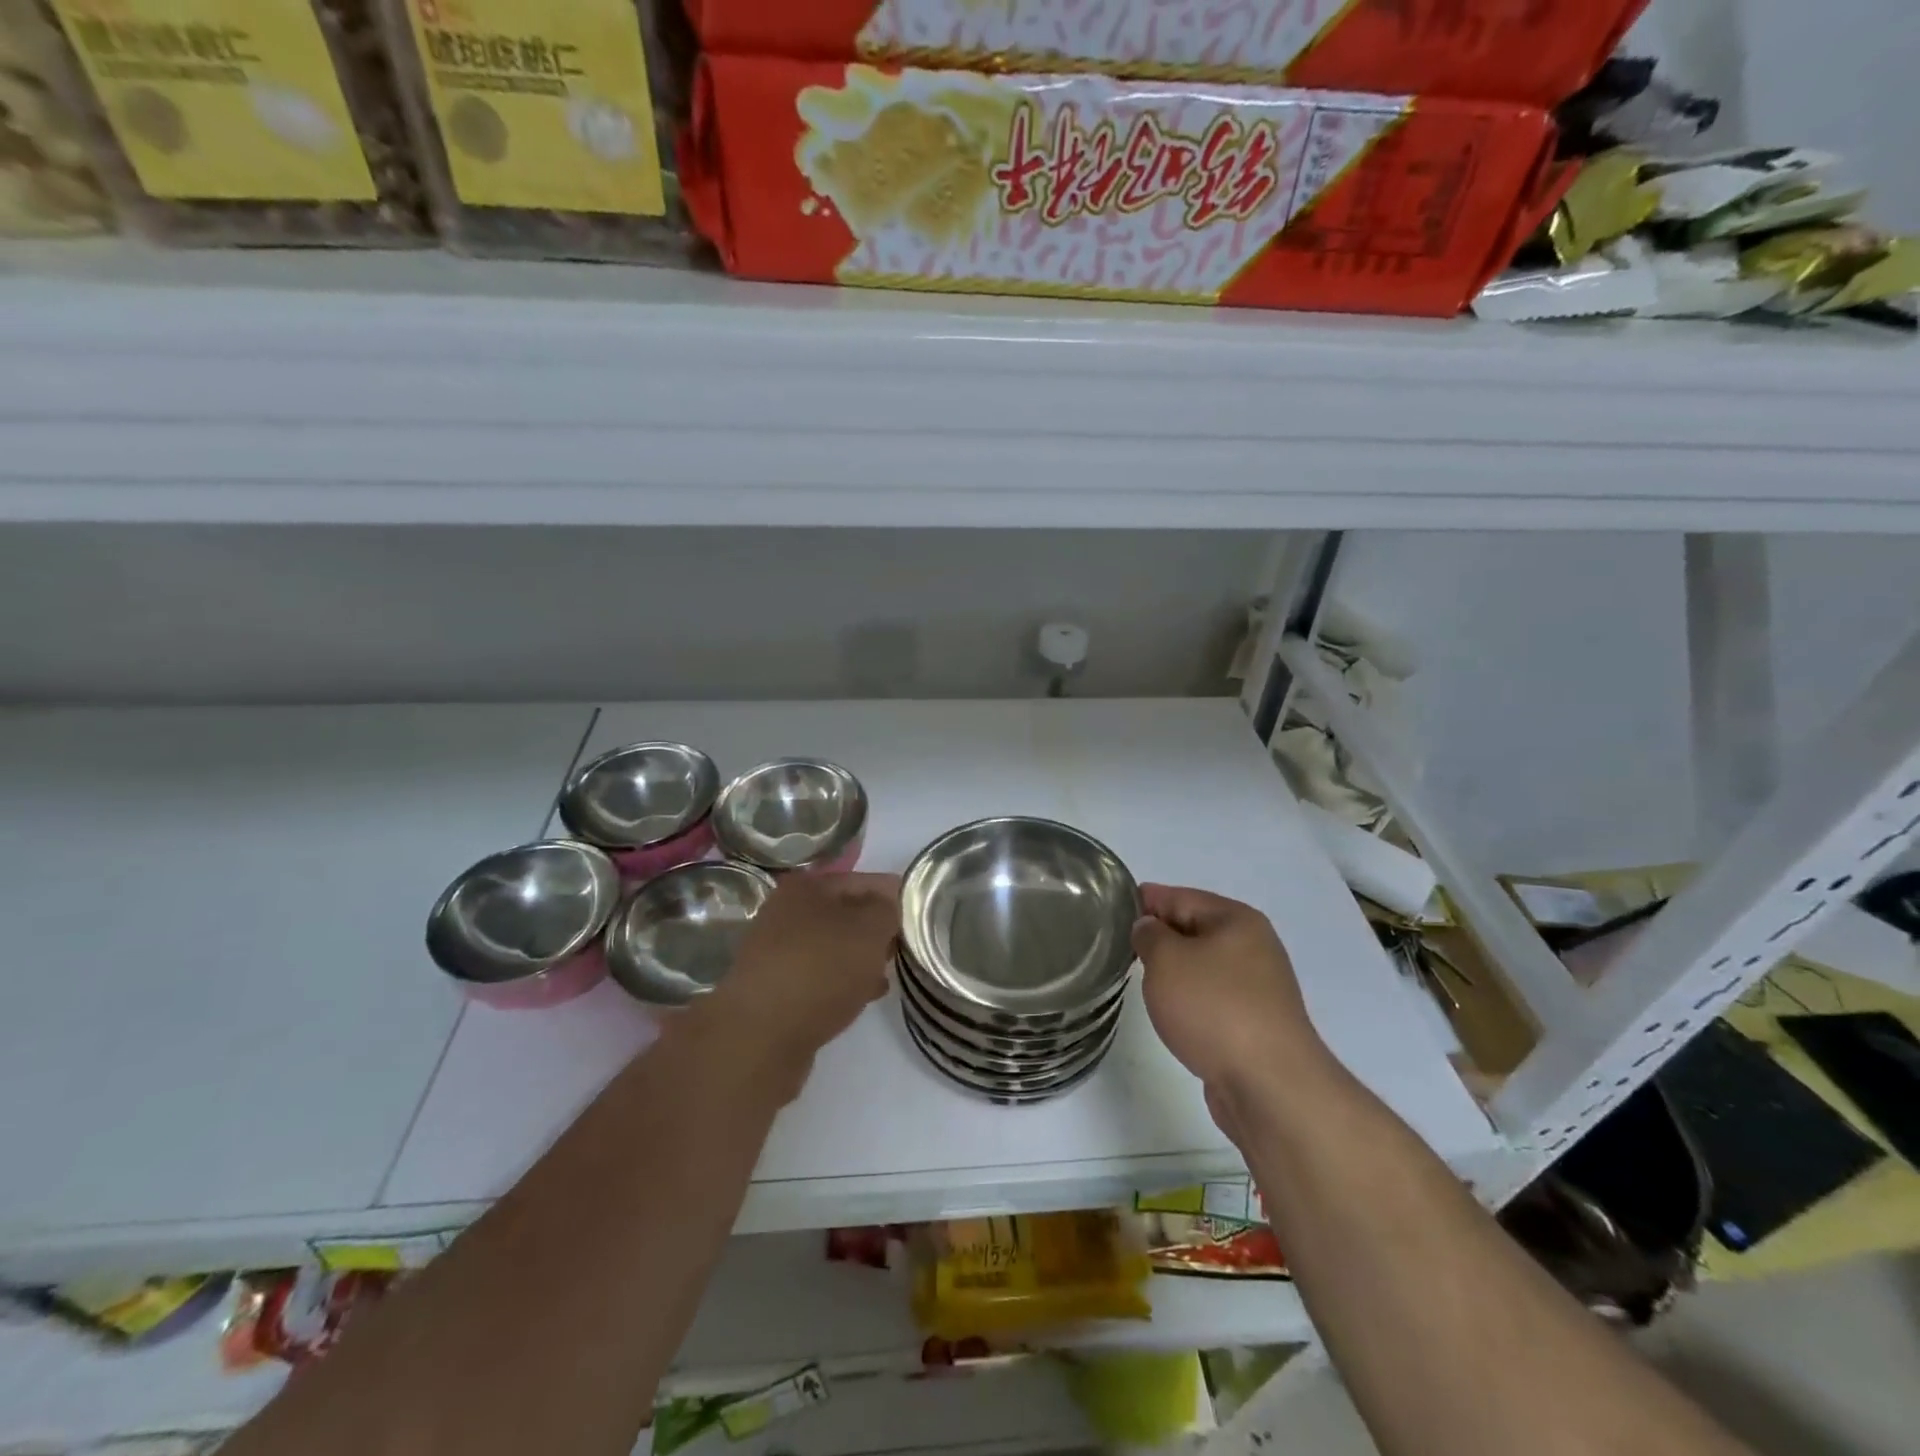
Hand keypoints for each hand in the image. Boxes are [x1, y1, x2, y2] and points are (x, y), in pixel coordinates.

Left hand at [699, 872, 899, 1082]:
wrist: (760, 1037)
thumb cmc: (820, 968)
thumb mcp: (869, 929)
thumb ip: (888, 910)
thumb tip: (889, 906)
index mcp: (806, 886)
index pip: (864, 880)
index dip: (896, 895)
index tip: (924, 914)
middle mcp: (786, 912)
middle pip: (846, 913)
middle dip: (878, 928)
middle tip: (909, 945)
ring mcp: (777, 953)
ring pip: (834, 947)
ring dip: (861, 957)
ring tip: (892, 971)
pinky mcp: (777, 989)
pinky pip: (821, 976)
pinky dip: (844, 981)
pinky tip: (865, 995)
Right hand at [1133, 884, 1327, 1132]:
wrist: (1270, 1086)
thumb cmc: (1214, 1008)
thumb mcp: (1167, 960)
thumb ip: (1150, 935)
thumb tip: (1149, 929)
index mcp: (1237, 920)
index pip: (1180, 896)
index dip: (1145, 900)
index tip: (1113, 908)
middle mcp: (1254, 947)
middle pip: (1195, 929)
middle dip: (1159, 935)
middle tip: (1119, 945)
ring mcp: (1259, 988)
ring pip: (1204, 966)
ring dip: (1175, 970)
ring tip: (1141, 979)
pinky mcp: (1257, 1024)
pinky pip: (1213, 997)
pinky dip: (1191, 999)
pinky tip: (1173, 1012)